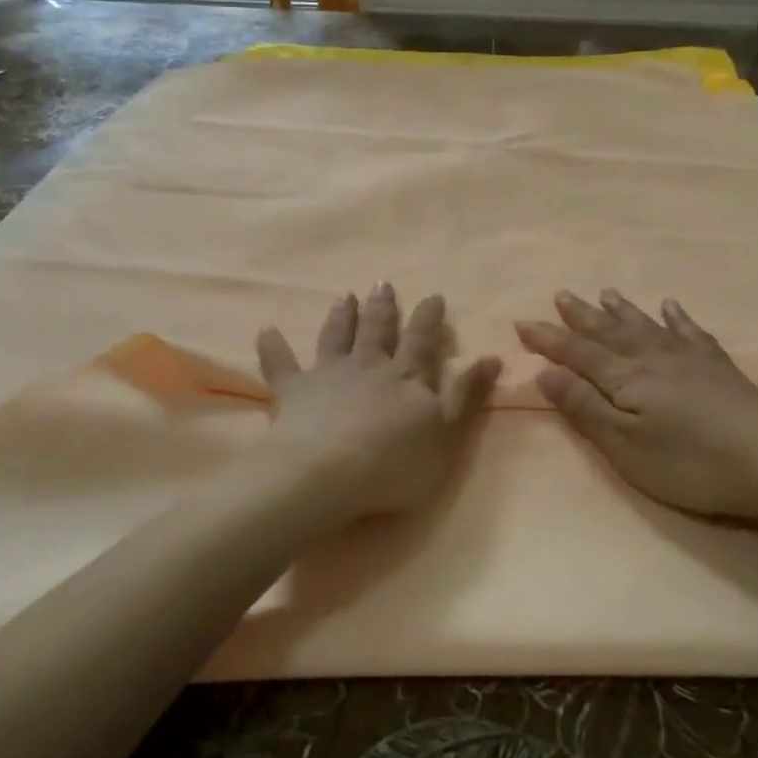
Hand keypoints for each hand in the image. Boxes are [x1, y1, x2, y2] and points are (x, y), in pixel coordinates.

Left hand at [256, 283, 502, 521]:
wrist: (329, 473)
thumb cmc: (395, 463)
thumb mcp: (447, 435)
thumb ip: (467, 395)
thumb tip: (490, 357)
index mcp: (406, 377)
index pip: (422, 341)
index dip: (429, 318)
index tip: (432, 296)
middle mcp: (368, 366)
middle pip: (377, 331)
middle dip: (382, 308)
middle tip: (381, 284)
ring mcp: (328, 375)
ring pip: (336, 338)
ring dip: (340, 317)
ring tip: (343, 297)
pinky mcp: (293, 391)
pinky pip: (280, 365)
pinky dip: (273, 347)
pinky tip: (266, 331)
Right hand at [516, 290, 757, 523]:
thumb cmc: (688, 462)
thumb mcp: (624, 445)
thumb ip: (584, 408)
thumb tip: (545, 372)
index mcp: (625, 379)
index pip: (577, 354)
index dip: (548, 339)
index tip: (522, 321)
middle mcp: (652, 359)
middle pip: (609, 333)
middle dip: (581, 316)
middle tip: (561, 294)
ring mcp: (688, 359)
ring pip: (645, 326)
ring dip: (622, 311)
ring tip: (606, 293)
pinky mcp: (718, 368)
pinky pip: (690, 333)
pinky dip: (677, 318)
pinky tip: (670, 307)